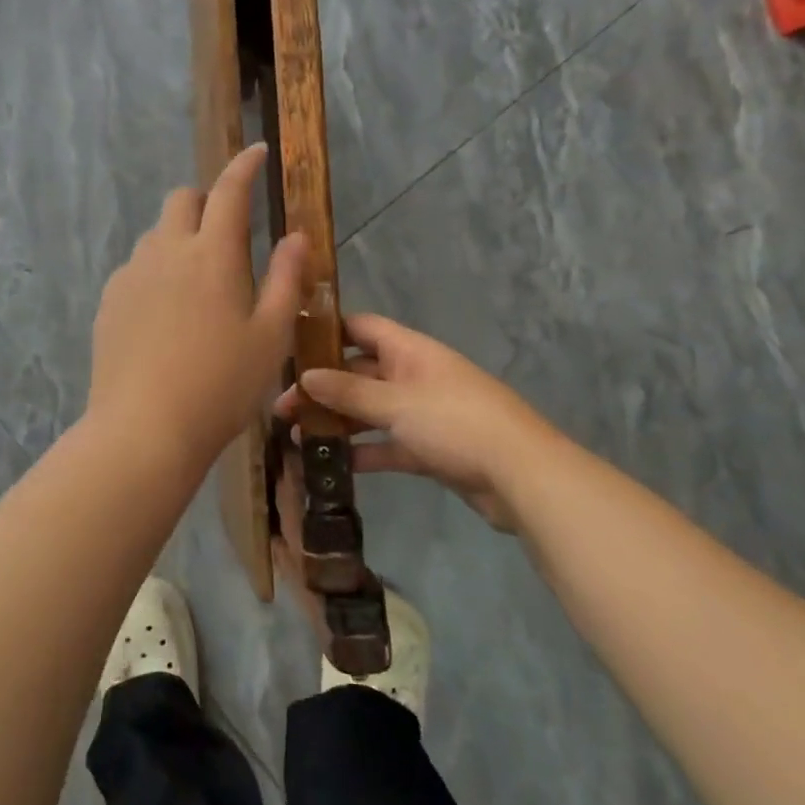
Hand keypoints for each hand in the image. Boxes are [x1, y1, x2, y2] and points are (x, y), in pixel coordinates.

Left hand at [88, 144, 306, 471]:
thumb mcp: (271, 336)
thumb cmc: (220, 385)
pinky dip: (157, 271)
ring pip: (156, 235)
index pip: (229, 191)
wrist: (144, 429)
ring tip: (198, 284)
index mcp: (212, 254)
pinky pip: (136, 268)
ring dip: (180, 238)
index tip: (256, 151)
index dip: (244, 166)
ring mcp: (131, 275)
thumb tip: (296, 236)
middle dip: (206, 201)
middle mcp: (166, 251)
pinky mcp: (109, 302)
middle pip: (181, 200)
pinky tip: (166, 314)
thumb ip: (286, 279)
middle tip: (228, 235)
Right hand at [274, 313, 562, 531]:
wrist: (521, 476)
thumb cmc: (455, 423)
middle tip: (283, 405)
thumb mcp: (396, 403)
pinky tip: (331, 464)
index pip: (362, 327)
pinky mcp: (429, 448)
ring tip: (295, 436)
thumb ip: (349, 391)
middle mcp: (413, 375)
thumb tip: (305, 375)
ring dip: (337, 421)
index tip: (290, 344)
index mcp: (410, 351)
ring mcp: (422, 413)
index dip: (328, 331)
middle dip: (323, 386)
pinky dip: (362, 452)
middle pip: (359, 372)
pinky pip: (387, 443)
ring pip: (370, 411)